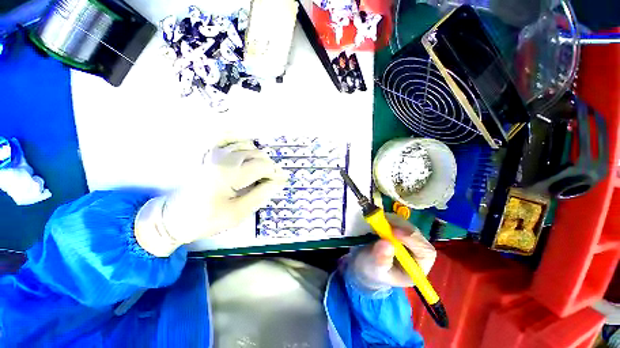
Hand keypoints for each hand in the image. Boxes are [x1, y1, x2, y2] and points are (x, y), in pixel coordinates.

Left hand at [135, 140, 285, 256]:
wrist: (174, 218)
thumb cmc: (207, 219)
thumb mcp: (237, 213)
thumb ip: (259, 195)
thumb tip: (276, 183)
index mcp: (229, 174)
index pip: (261, 166)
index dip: (275, 173)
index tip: (282, 181)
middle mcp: (223, 159)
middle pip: (256, 154)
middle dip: (269, 165)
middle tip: (272, 178)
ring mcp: (214, 155)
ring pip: (245, 146)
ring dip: (258, 156)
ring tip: (263, 169)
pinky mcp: (209, 156)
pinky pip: (229, 141)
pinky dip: (241, 143)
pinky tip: (247, 151)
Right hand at [348, 214, 436, 290]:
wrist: (366, 263)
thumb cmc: (373, 270)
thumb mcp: (374, 269)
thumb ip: (381, 259)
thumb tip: (386, 243)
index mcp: (417, 267)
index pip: (425, 252)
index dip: (413, 240)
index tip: (394, 232)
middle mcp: (417, 251)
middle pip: (417, 235)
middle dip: (401, 228)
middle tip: (383, 223)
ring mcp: (408, 238)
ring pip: (407, 225)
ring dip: (393, 221)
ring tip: (378, 224)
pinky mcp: (399, 229)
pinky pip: (398, 220)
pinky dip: (388, 218)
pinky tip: (379, 222)